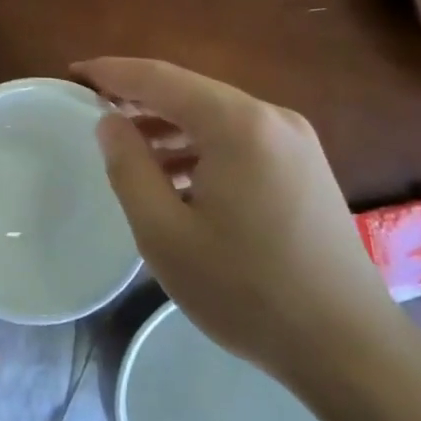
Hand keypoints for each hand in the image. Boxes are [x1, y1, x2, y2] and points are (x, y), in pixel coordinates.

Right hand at [73, 57, 401, 386]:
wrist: (349, 348)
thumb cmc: (245, 289)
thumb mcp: (164, 232)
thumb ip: (128, 167)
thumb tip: (109, 121)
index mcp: (237, 125)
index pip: (159, 78)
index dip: (111, 73)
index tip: (71, 75)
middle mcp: (271, 119)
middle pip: (189, 91)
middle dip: (137, 97)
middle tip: (91, 110)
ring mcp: (295, 142)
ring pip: (214, 115)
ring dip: (167, 124)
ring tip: (126, 148)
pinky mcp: (304, 168)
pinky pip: (238, 138)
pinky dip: (198, 145)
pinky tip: (174, 176)